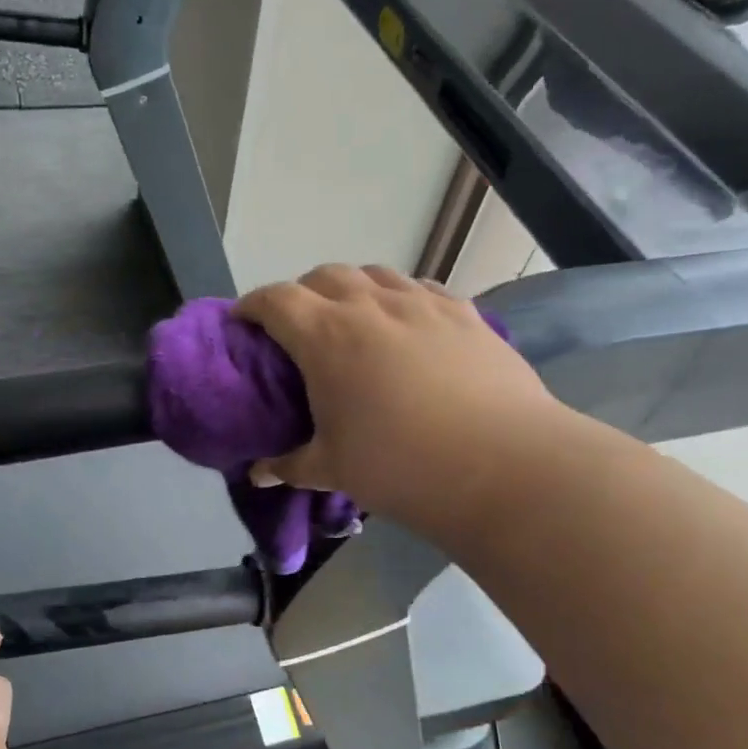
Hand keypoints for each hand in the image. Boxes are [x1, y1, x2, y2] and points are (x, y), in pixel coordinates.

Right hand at [236, 265, 559, 541]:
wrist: (504, 465)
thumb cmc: (401, 465)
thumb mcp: (333, 470)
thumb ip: (290, 465)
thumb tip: (258, 474)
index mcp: (326, 336)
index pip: (275, 300)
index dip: (252, 305)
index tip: (243, 322)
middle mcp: (370, 305)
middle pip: (323, 276)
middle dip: (301, 293)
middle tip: (299, 327)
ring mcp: (422, 303)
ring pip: (374, 274)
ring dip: (352, 289)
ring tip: (354, 320)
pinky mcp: (464, 313)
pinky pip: (420, 289)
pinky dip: (400, 298)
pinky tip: (409, 325)